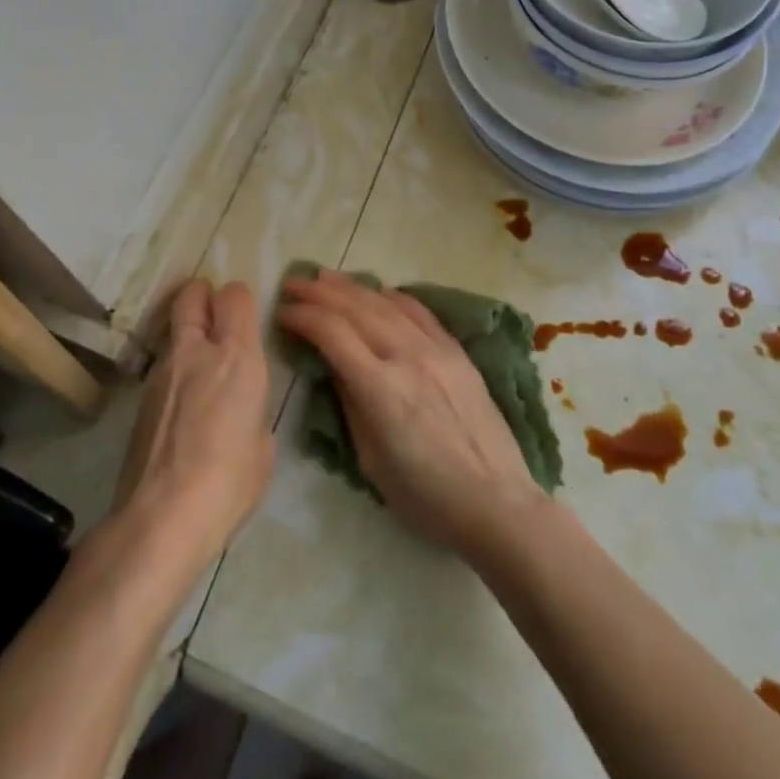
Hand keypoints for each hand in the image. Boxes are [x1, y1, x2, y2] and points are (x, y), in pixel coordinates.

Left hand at [112, 279, 273, 569]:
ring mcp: (162, 372)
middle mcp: (196, 351)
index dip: (240, 300)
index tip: (246, 317)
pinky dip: (175, 372)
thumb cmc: (231, 480)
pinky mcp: (140, 398)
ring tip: (200, 370)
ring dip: (187, 337)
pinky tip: (183, 407)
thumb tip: (241, 407)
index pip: (235, 295)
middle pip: (191, 295)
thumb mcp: (263, 442)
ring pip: (174, 331)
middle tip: (214, 315)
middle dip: (202, 295)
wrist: (163, 516)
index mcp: (237, 356)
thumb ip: (253, 408)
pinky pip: (162, 367)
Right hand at [277, 271, 544, 559]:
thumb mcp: (371, 461)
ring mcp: (436, 349)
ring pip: (386, 303)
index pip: (332, 334)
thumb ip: (351, 404)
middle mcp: (407, 357)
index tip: (282, 313)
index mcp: (381, 389)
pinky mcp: (457, 351)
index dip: (303, 317)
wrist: (496, 501)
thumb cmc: (426, 497)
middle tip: (293, 283)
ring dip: (351, 287)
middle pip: (355, 309)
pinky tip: (378, 291)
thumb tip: (334, 366)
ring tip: (325, 277)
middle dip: (319, 292)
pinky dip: (393, 296)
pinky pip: (420, 311)